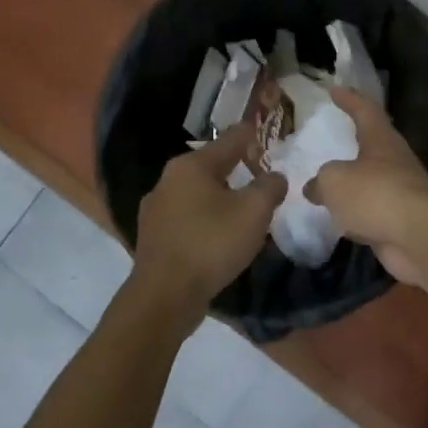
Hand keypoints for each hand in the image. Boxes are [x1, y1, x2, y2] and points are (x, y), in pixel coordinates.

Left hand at [131, 126, 286, 321]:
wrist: (165, 297)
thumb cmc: (211, 244)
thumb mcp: (254, 211)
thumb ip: (270, 186)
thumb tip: (274, 177)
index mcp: (191, 165)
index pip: (230, 140)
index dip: (251, 134)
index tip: (265, 131)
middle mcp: (168, 180)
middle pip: (212, 166)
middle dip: (237, 168)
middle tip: (261, 175)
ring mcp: (155, 209)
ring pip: (198, 193)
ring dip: (221, 197)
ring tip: (243, 208)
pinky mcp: (153, 237)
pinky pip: (187, 218)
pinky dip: (206, 220)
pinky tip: (218, 235)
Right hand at [306, 89, 427, 286]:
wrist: (419, 236)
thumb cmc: (376, 194)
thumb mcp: (335, 181)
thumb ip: (320, 182)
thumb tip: (314, 189)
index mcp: (381, 140)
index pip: (365, 110)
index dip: (350, 99)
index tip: (335, 89)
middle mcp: (394, 160)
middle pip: (373, 144)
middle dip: (354, 140)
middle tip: (333, 137)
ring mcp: (400, 192)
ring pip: (371, 180)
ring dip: (353, 181)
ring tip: (329, 182)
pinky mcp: (400, 220)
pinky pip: (371, 211)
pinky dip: (356, 213)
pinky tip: (340, 220)